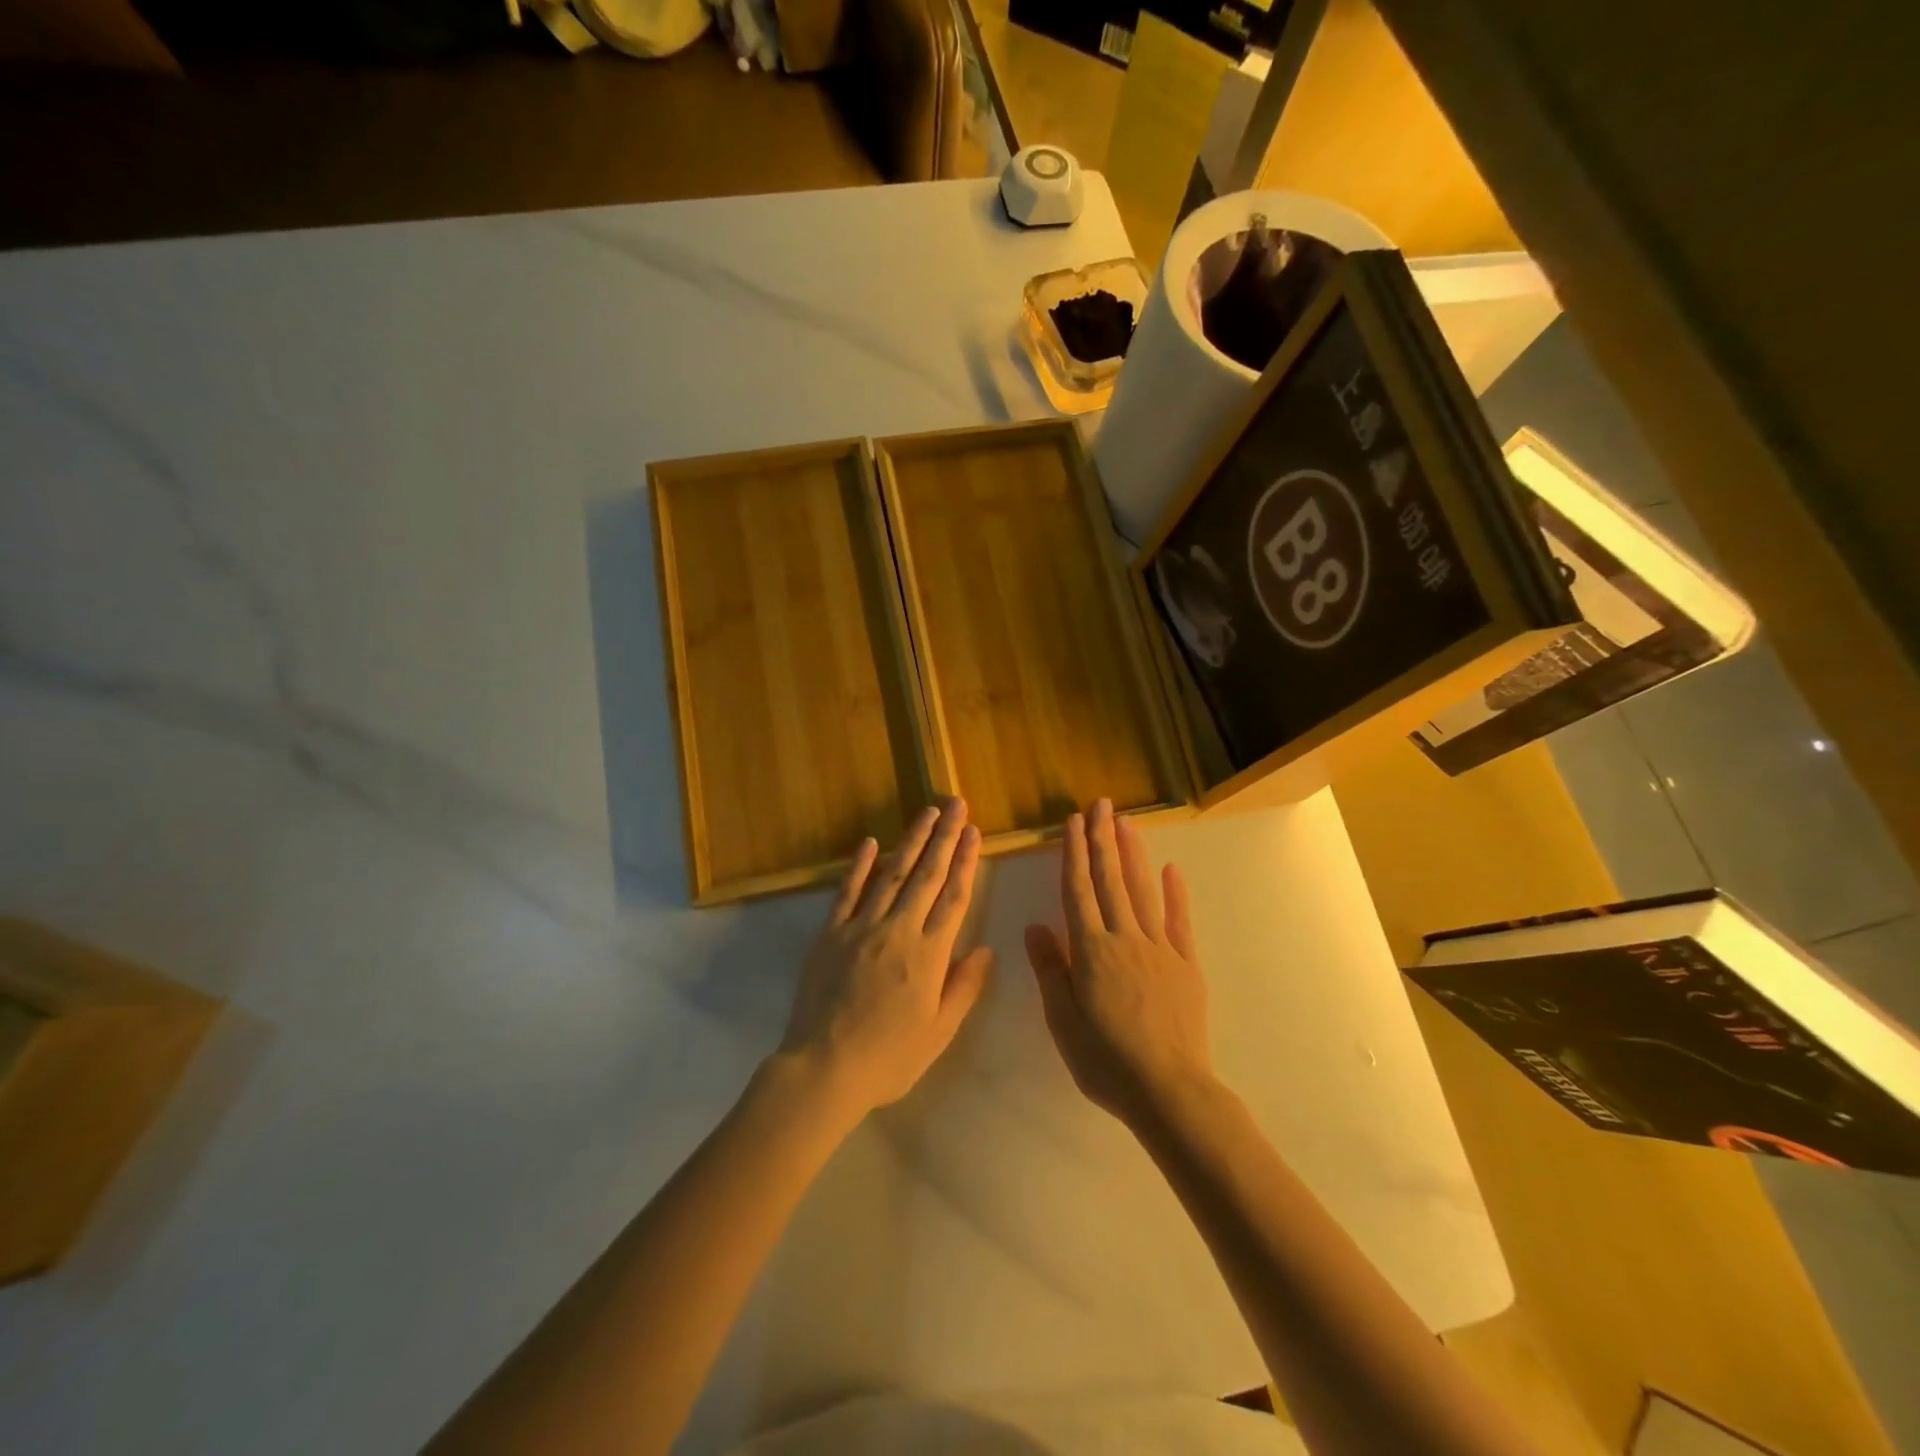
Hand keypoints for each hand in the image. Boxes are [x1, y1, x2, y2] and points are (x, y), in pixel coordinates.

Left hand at [776, 799, 994, 1120]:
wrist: (824, 1068)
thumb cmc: (889, 1058)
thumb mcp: (939, 1033)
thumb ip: (964, 988)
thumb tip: (986, 949)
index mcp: (930, 954)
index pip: (954, 897)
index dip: (966, 861)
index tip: (975, 832)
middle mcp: (899, 930)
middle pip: (927, 875)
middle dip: (945, 837)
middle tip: (956, 804)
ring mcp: (862, 927)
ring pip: (892, 873)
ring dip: (912, 840)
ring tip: (927, 813)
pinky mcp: (831, 933)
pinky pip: (848, 891)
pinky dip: (860, 865)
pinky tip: (871, 841)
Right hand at [1024, 798, 1213, 1129]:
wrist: (1168, 1090)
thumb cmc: (1105, 1060)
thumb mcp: (1063, 1020)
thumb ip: (1051, 969)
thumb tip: (1035, 926)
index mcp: (1091, 950)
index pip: (1078, 890)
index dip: (1074, 853)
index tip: (1073, 822)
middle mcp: (1124, 938)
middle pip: (1110, 880)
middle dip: (1103, 839)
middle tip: (1101, 805)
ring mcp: (1159, 948)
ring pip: (1143, 891)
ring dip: (1133, 854)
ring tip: (1127, 823)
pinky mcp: (1186, 964)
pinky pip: (1179, 921)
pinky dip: (1175, 894)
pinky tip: (1172, 869)